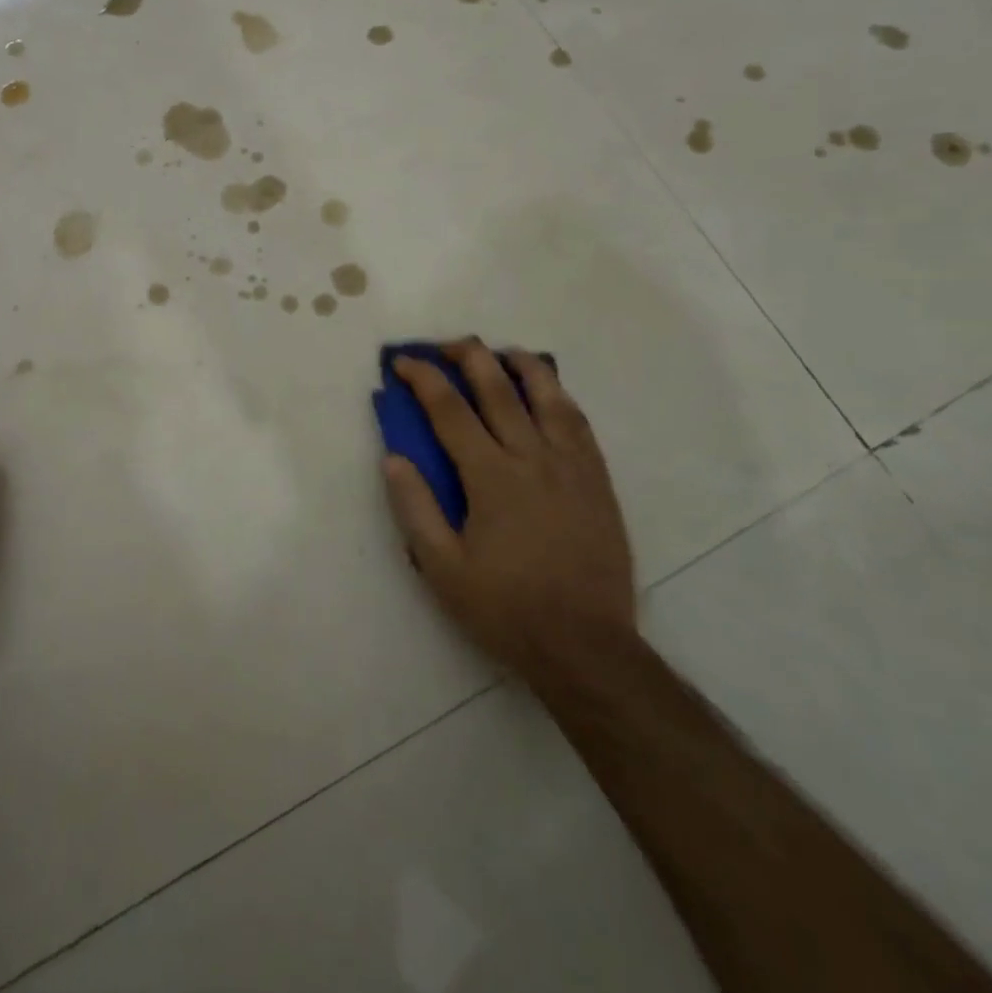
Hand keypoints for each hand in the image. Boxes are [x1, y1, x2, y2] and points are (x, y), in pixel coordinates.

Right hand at [382, 341, 634, 678]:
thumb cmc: (504, 608)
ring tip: (503, 352)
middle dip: (469, 357)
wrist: (586, 647)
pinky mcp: (598, 482)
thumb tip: (393, 457)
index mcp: (491, 478)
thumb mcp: (441, 567)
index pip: (449, 410)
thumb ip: (414, 508)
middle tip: (446, 345)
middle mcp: (532, 459)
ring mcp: (572, 467)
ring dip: (522, 366)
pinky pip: (579, 424)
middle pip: (499, 389)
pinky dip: (560, 397)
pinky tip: (549, 393)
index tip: (402, 362)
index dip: (423, 379)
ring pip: (548, 397)